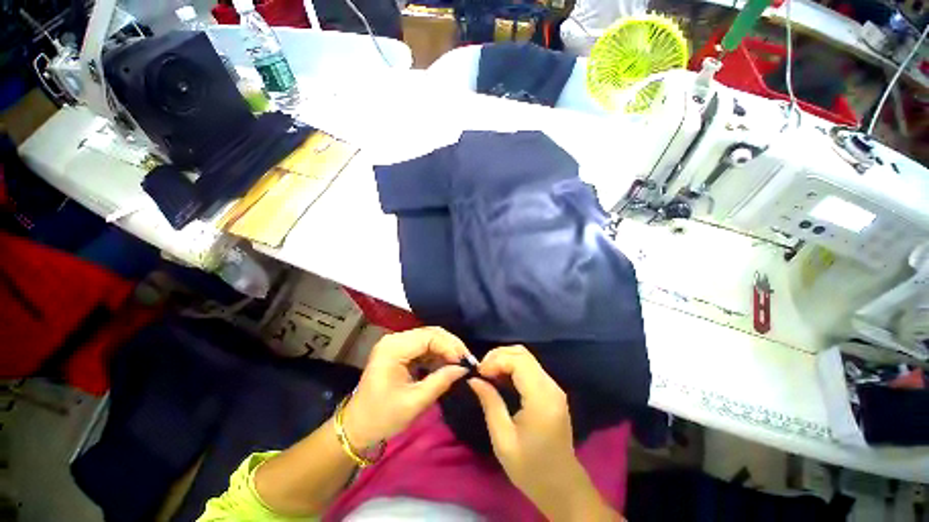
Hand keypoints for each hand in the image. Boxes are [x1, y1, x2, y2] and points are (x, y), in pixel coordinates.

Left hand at [342, 327, 471, 447]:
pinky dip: (437, 354)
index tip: (465, 362)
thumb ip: (440, 382)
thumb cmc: (382, 417)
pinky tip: (446, 365)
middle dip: (451, 345)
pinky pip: (423, 346)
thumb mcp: (414, 402)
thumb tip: (463, 369)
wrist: (357, 426)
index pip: (429, 337)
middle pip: (430, 333)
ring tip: (460, 363)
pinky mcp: (399, 351)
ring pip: (429, 338)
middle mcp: (394, 339)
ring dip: (446, 349)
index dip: (450, 346)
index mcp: (393, 348)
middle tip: (467, 360)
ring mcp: (396, 344)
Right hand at [468, 346, 577, 494]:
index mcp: (541, 398)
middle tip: (482, 372)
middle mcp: (551, 386)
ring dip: (505, 359)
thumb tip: (474, 379)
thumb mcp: (503, 439)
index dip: (496, 360)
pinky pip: (530, 367)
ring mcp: (554, 387)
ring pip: (527, 357)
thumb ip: (490, 403)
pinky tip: (501, 378)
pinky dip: (513, 366)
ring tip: (488, 374)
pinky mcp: (552, 390)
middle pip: (523, 353)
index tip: (479, 373)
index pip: (518, 361)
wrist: (562, 487)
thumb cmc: (530, 469)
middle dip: (498, 356)